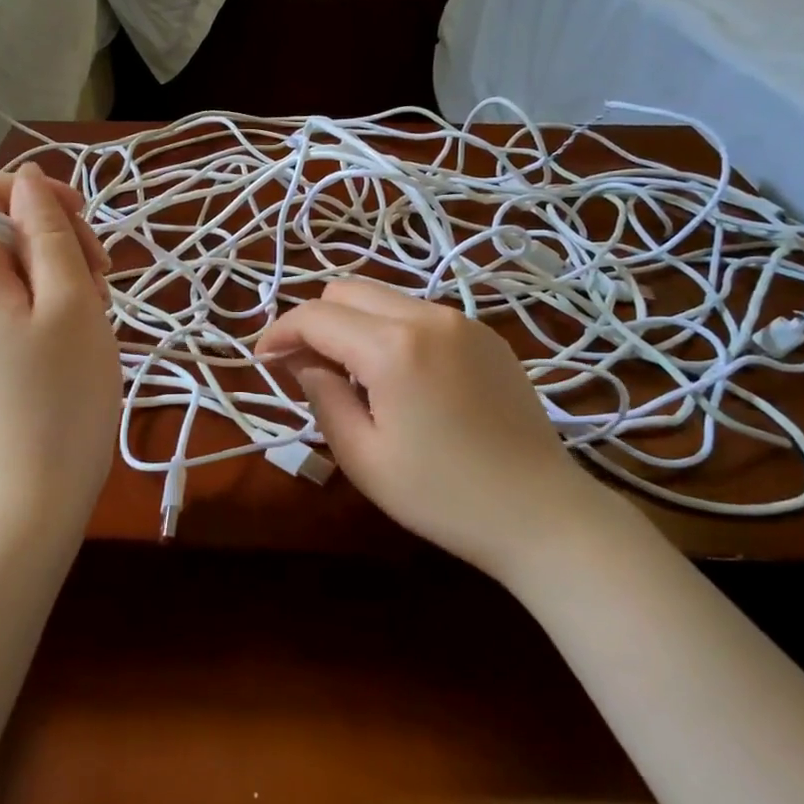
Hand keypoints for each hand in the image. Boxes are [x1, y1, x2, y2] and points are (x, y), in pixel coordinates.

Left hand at [0, 163, 120, 526]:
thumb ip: (48, 227)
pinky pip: (5, 293)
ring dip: (55, 266)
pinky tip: (76, 323)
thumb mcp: (70, 296)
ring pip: (7, 259)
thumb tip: (29, 180)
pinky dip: (43, 295)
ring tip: (94, 304)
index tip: (85, 223)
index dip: (35, 193)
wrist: (37, 481)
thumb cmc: (62, 387)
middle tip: (100, 274)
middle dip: (52, 233)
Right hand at [257, 278, 613, 580]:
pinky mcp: (485, 335)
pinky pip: (419, 314)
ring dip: (352, 324)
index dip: (280, 332)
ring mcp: (463, 321)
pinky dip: (390, 330)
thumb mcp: (362, 455)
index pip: (316, 316)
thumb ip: (322, 395)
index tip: (262, 360)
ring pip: (384, 298)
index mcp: (393, 347)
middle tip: (302, 366)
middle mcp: (428, 316)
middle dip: (315, 320)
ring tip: (348, 375)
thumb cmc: (441, 495)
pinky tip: (396, 377)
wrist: (540, 513)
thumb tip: (302, 360)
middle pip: (348, 290)